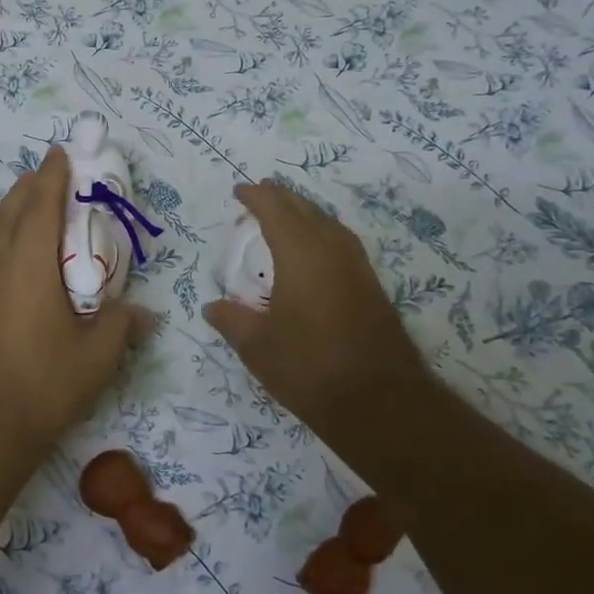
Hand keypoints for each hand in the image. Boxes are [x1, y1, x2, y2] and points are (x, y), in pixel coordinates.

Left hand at [0, 147, 149, 458]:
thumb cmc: (44, 385)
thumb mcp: (97, 357)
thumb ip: (122, 326)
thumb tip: (143, 313)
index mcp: (30, 267)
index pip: (40, 206)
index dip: (52, 177)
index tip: (61, 153)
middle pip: (10, 211)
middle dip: (29, 186)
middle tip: (50, 172)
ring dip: (14, 208)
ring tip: (33, 200)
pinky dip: (5, 235)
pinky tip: (18, 250)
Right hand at [203, 182, 431, 436]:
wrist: (380, 403)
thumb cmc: (309, 368)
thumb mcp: (257, 346)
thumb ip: (231, 320)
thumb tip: (213, 307)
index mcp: (301, 255)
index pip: (275, 210)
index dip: (256, 196)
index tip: (239, 191)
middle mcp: (332, 251)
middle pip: (305, 209)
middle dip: (280, 198)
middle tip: (258, 194)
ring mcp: (357, 268)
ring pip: (328, 223)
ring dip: (303, 213)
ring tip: (283, 216)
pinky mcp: (371, 287)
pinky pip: (341, 242)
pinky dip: (320, 233)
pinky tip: (313, 251)